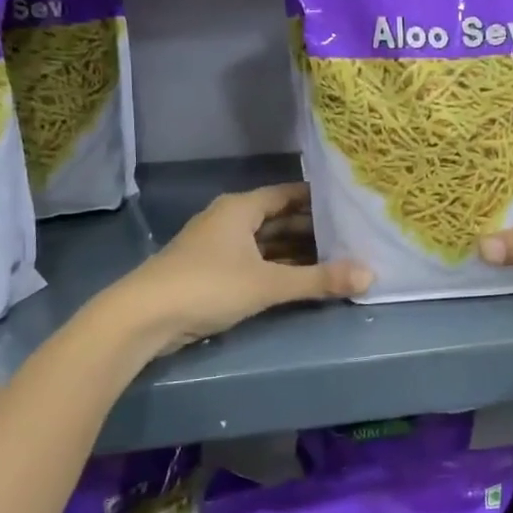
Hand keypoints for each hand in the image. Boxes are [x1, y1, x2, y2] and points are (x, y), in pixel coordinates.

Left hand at [121, 184, 370, 354]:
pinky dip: (277, 268)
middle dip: (313, 230)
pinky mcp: (210, 272)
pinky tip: (300, 281)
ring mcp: (217, 247)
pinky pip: (254, 262)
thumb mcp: (268, 284)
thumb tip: (371, 275)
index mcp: (241, 208)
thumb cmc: (207, 286)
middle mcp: (229, 220)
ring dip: (296, 252)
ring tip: (335, 260)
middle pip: (279, 219)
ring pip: (266, 243)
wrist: (142, 318)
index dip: (319, 200)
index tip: (351, 207)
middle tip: (352, 238)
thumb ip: (319, 280)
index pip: (289, 194)